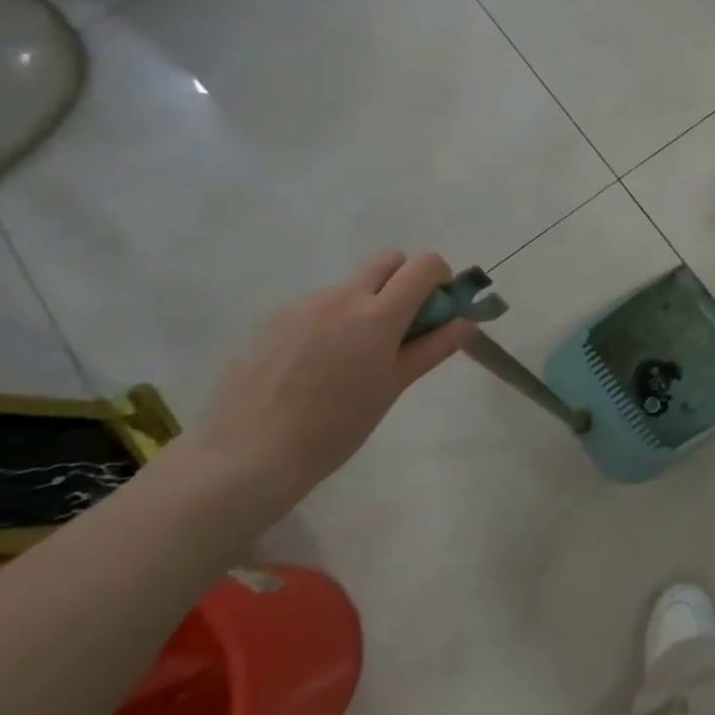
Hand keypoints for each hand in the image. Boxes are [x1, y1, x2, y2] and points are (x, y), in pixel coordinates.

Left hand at [188, 252, 477, 510]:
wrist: (248, 454)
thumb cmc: (336, 425)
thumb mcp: (395, 386)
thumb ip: (433, 347)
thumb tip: (466, 323)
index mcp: (377, 314)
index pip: (424, 265)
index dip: (439, 279)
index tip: (438, 310)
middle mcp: (341, 297)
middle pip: (388, 261)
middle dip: (405, 281)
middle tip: (402, 326)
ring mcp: (303, 305)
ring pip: (351, 284)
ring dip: (367, 302)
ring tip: (354, 356)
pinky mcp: (274, 320)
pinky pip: (319, 304)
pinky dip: (334, 319)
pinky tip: (318, 364)